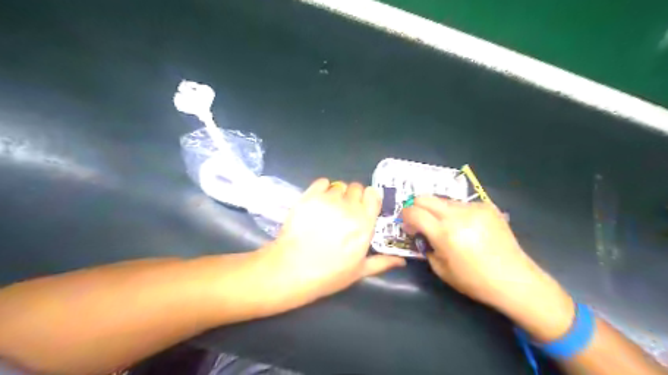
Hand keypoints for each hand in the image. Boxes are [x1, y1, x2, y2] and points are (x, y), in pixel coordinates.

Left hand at [260, 180, 407, 305]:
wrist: (292, 269)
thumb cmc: (329, 274)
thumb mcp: (359, 271)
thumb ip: (382, 262)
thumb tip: (402, 261)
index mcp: (365, 223)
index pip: (373, 195)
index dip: (368, 199)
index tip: (362, 208)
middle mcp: (349, 207)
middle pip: (356, 188)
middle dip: (353, 197)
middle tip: (343, 212)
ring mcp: (328, 200)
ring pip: (339, 186)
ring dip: (337, 194)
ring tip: (328, 209)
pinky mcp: (309, 196)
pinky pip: (321, 182)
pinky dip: (322, 188)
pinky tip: (318, 202)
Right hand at [402, 197, 573, 341]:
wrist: (514, 279)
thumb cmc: (474, 280)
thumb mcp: (441, 269)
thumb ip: (426, 247)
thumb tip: (421, 234)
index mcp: (445, 233)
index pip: (414, 212)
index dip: (405, 217)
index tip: (409, 227)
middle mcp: (458, 215)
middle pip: (425, 197)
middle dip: (417, 208)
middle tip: (422, 222)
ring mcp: (474, 208)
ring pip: (443, 200)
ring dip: (438, 211)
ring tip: (448, 227)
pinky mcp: (487, 206)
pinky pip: (462, 204)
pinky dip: (457, 213)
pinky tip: (467, 228)